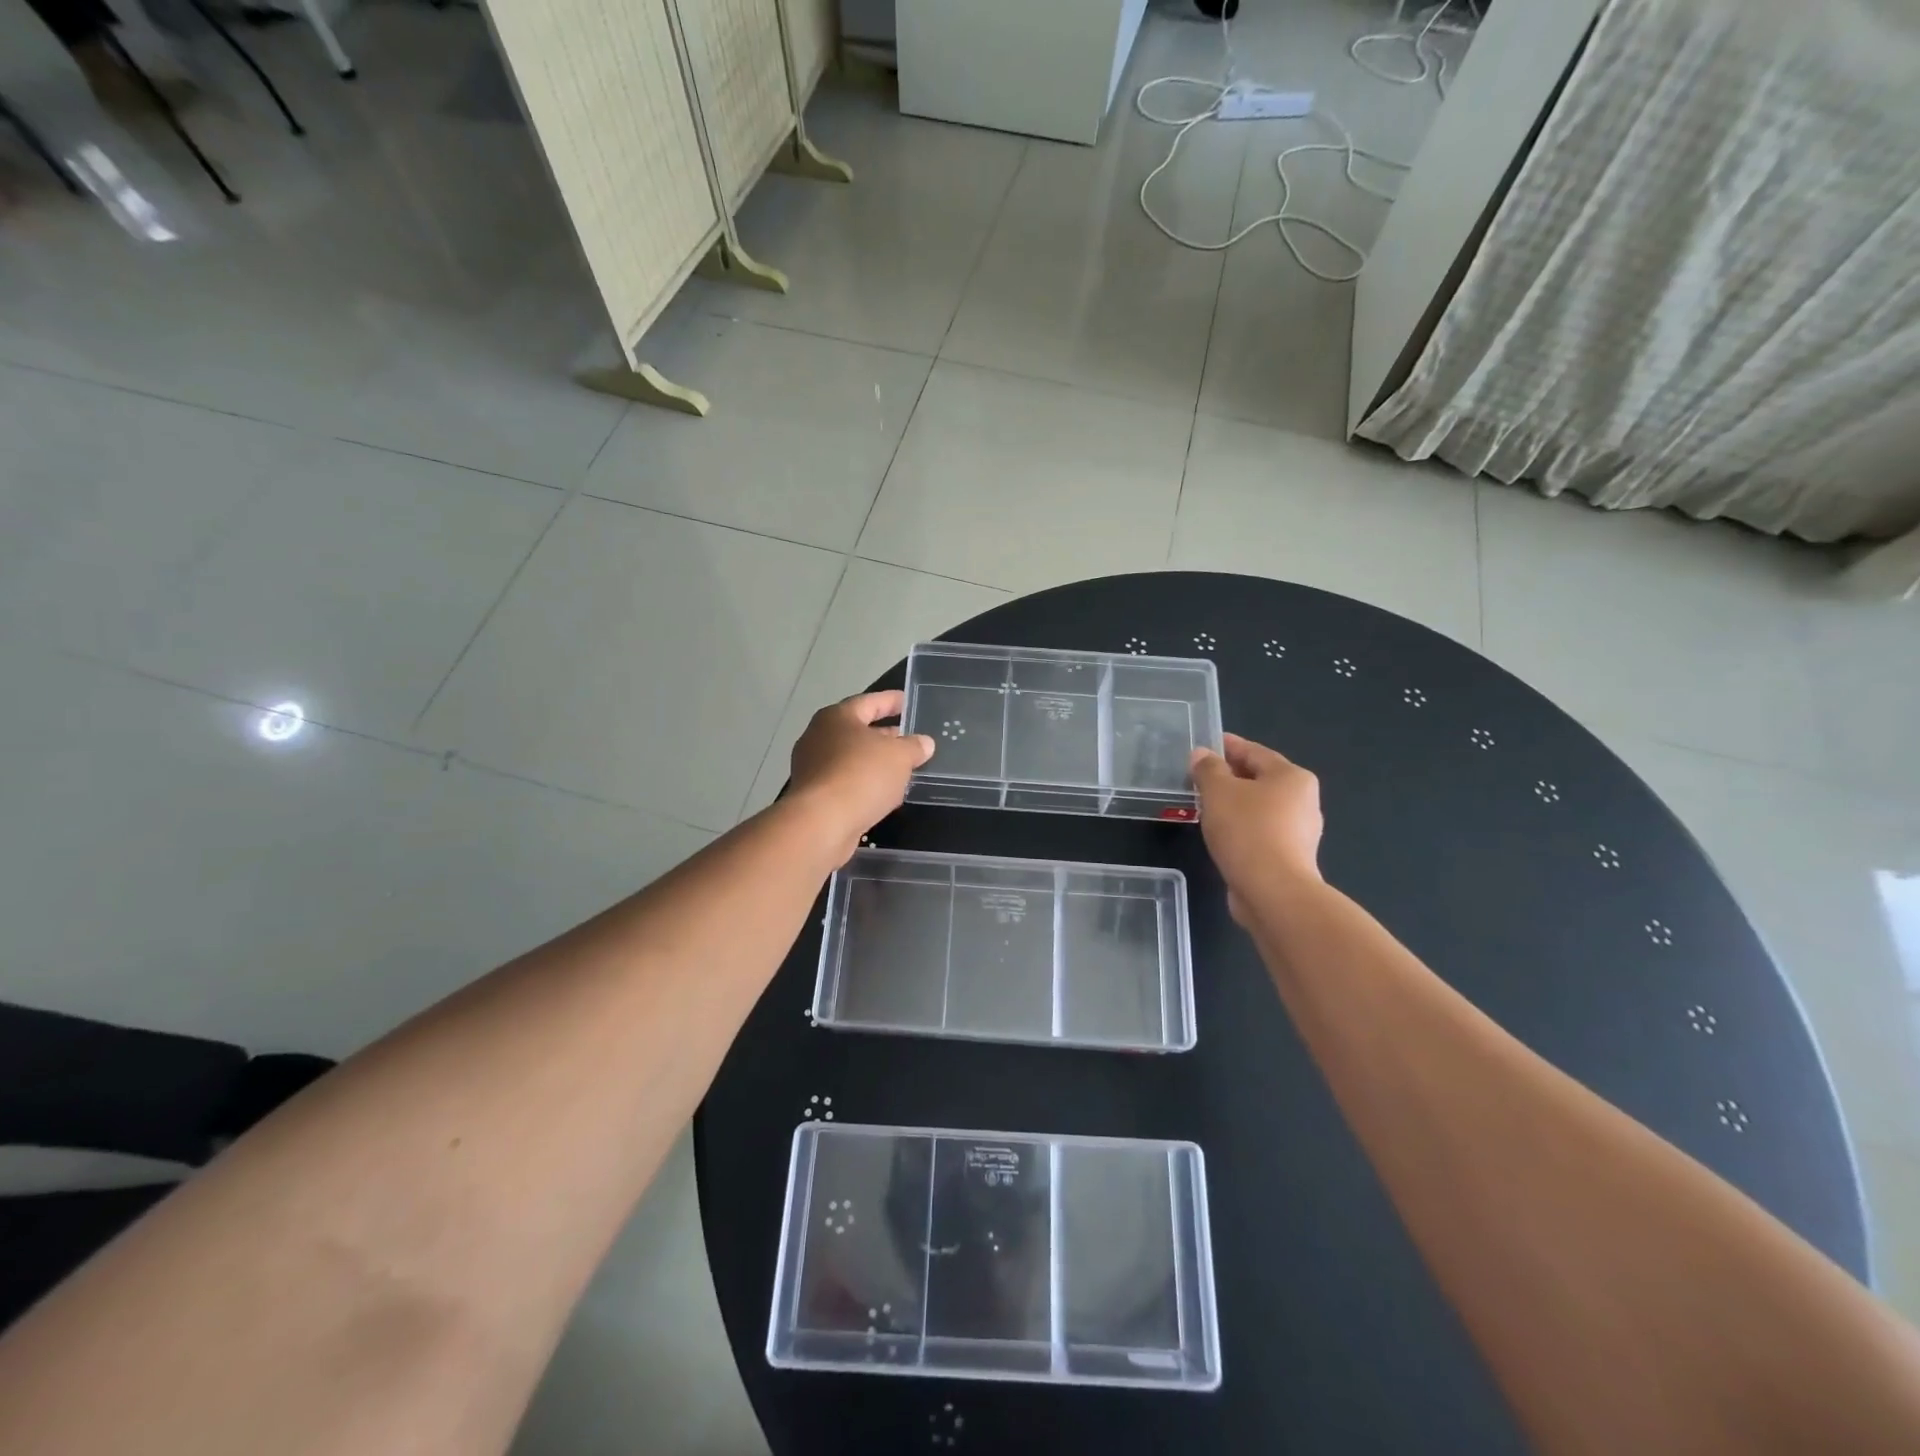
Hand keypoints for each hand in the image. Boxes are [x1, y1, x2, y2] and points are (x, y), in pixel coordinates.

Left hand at [786, 690, 934, 859]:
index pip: (869, 701)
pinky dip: (865, 785)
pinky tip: (884, 795)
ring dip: (876, 763)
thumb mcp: (899, 756)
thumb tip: (924, 743)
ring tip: (903, 769)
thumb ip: (914, 746)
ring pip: (852, 759)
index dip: (891, 700)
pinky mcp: (814, 796)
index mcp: (837, 717)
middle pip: (858, 730)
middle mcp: (819, 737)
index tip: (908, 701)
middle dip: (885, 735)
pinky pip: (846, 782)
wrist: (822, 823)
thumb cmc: (861, 775)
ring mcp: (813, 767)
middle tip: (909, 739)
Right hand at [1189, 733, 1322, 921]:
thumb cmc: (1247, 831)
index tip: (1204, 745)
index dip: (1227, 746)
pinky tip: (1221, 833)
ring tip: (1205, 805)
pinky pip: (1260, 831)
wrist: (1273, 891)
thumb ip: (1208, 769)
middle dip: (1230, 776)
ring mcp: (1299, 831)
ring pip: (1260, 807)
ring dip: (1235, 804)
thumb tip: (1201, 754)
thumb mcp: (1218, 792)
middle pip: (1260, 778)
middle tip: (1199, 776)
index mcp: (1292, 776)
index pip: (1254, 751)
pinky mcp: (1289, 857)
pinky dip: (1241, 827)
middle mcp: (1303, 800)